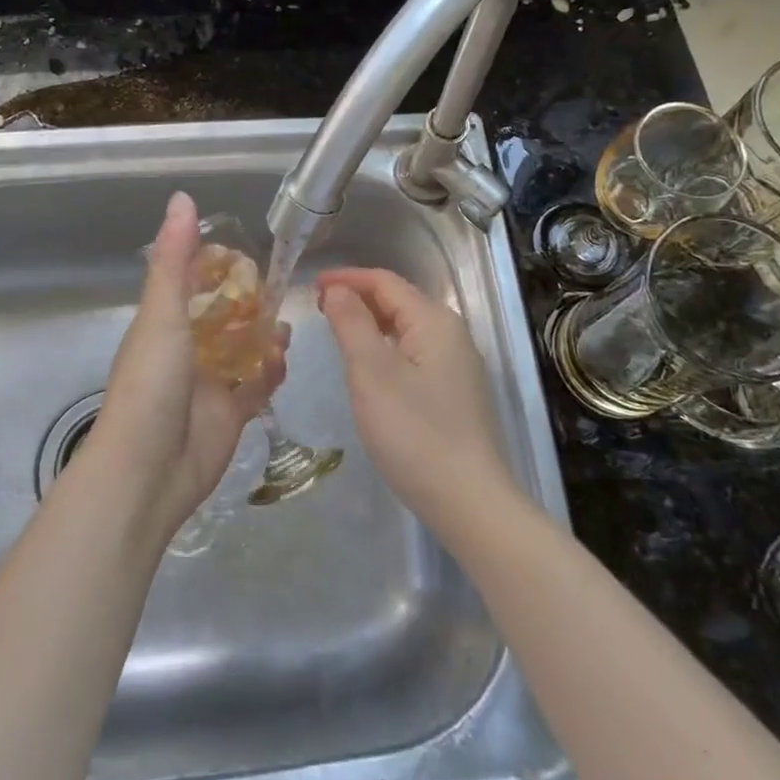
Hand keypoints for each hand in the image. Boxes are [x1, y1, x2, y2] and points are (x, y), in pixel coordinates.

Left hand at [91, 192, 286, 541]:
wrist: (149, 470)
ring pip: (243, 349)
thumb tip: (182, 197)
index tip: (245, 253)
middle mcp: (186, 349)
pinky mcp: (231, 413)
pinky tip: (283, 359)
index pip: (191, 282)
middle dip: (249, 302)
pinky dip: (270, 371)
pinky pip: (257, 385)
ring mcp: (210, 382)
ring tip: (285, 326)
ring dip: (264, 336)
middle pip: (222, 316)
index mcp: (164, 323)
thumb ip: (176, 259)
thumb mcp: (161, 314)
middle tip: (277, 289)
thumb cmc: (151, 384)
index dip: (216, 266)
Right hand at [317, 267, 517, 543]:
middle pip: (399, 300)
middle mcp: (452, 333)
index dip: (346, 278)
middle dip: (358, 298)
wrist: (469, 501)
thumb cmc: (414, 432)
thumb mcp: (371, 373)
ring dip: (371, 322)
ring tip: (337, 331)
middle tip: (318, 308)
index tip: (311, 286)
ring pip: (407, 328)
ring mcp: (458, 364)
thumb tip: (338, 289)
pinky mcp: (456, 391)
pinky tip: (370, 365)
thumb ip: (352, 323)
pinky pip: (415, 352)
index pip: (385, 282)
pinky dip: (386, 346)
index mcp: (434, 320)